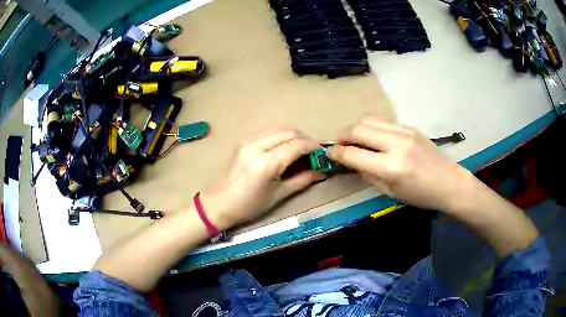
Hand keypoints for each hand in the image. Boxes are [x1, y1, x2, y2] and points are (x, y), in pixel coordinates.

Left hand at [202, 129, 325, 229]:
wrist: (220, 203)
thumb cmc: (250, 206)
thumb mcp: (278, 195)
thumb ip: (302, 180)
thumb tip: (321, 173)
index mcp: (266, 163)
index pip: (296, 145)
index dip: (313, 146)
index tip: (322, 152)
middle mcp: (256, 146)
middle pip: (288, 132)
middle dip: (304, 139)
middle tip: (312, 152)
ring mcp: (247, 141)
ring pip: (278, 129)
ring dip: (292, 136)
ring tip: (300, 150)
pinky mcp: (243, 141)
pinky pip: (267, 132)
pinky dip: (280, 136)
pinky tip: (283, 148)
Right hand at [327, 117, 474, 210]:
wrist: (449, 183)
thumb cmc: (421, 195)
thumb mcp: (391, 192)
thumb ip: (369, 175)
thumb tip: (353, 161)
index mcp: (391, 168)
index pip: (354, 154)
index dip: (337, 153)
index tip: (329, 153)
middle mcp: (396, 145)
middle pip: (359, 129)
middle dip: (343, 135)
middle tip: (340, 144)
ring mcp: (404, 132)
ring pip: (369, 120)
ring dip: (356, 128)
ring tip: (354, 138)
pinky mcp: (410, 127)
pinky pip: (383, 122)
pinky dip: (372, 128)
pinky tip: (374, 138)